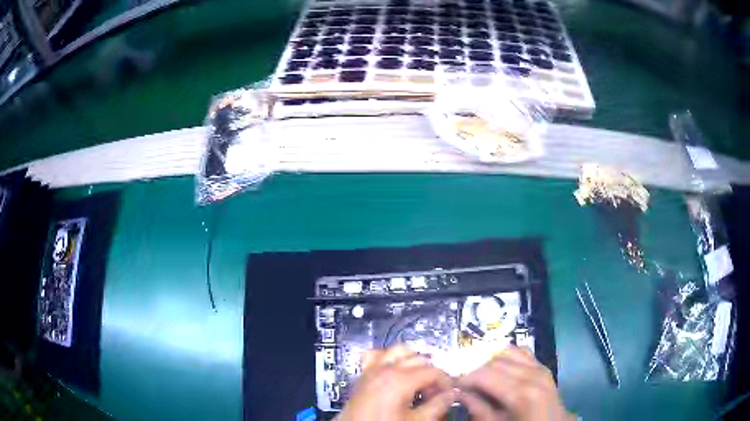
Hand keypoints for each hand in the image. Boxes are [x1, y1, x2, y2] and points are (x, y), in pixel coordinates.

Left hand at [339, 345, 456, 420]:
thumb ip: (437, 406)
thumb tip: (451, 395)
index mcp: (400, 379)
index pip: (433, 371)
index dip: (445, 381)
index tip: (450, 393)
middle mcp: (385, 369)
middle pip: (419, 360)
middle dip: (431, 374)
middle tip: (435, 393)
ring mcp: (371, 370)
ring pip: (398, 351)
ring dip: (412, 361)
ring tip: (418, 380)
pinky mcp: (362, 375)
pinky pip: (375, 355)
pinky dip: (387, 357)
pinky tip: (394, 370)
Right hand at [457, 346, 573, 420]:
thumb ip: (477, 408)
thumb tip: (459, 392)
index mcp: (521, 393)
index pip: (484, 374)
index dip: (464, 378)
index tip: (453, 386)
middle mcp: (532, 374)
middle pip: (494, 362)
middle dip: (476, 372)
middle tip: (465, 386)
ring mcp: (540, 367)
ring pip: (507, 352)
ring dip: (490, 363)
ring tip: (483, 379)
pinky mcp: (543, 366)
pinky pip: (521, 352)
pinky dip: (507, 357)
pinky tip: (501, 371)